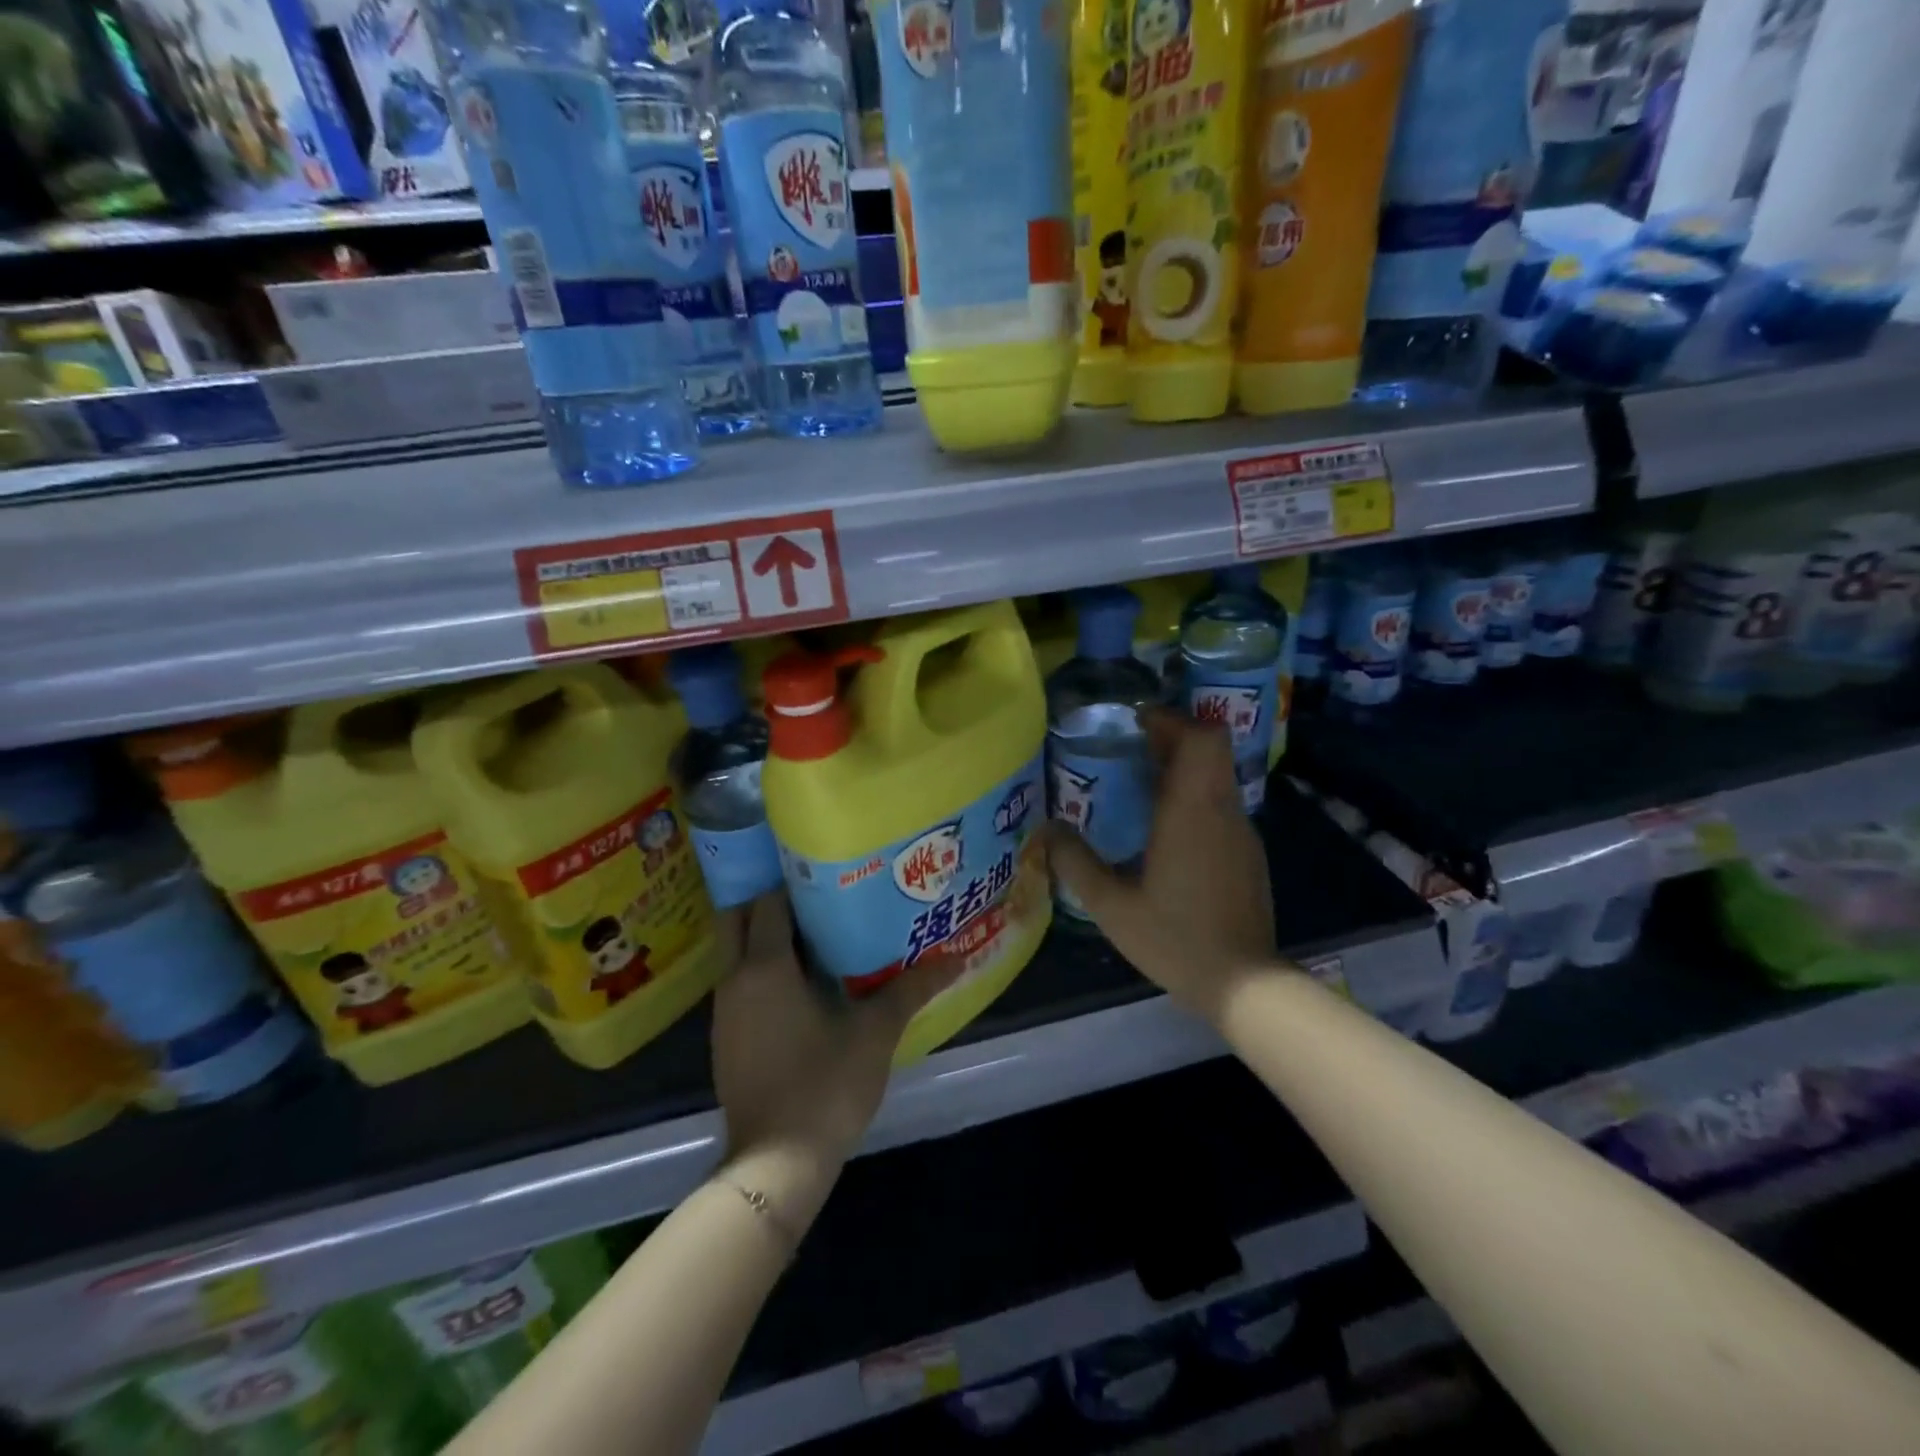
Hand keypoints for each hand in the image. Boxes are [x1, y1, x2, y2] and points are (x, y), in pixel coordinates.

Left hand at [711, 892, 959, 1168]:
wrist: (775, 1164)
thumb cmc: (825, 1085)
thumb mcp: (876, 1032)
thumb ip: (913, 988)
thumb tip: (957, 958)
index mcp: (765, 966)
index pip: (769, 900)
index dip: (793, 879)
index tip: (825, 868)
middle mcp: (735, 979)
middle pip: (741, 918)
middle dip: (770, 899)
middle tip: (815, 891)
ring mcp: (725, 1011)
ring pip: (739, 952)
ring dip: (768, 936)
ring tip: (818, 928)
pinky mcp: (727, 1038)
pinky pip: (742, 984)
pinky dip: (764, 970)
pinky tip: (803, 981)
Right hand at [1046, 708, 1275, 1024]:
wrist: (1242, 983)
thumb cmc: (1175, 939)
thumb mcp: (1111, 906)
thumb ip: (1076, 863)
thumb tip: (1047, 831)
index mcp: (1192, 812)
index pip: (1201, 738)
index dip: (1171, 720)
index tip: (1137, 722)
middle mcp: (1222, 811)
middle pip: (1211, 748)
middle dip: (1173, 737)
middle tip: (1132, 748)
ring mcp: (1242, 832)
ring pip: (1217, 775)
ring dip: (1184, 767)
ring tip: (1140, 784)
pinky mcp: (1248, 853)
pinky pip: (1221, 804)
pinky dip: (1195, 796)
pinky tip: (1165, 829)